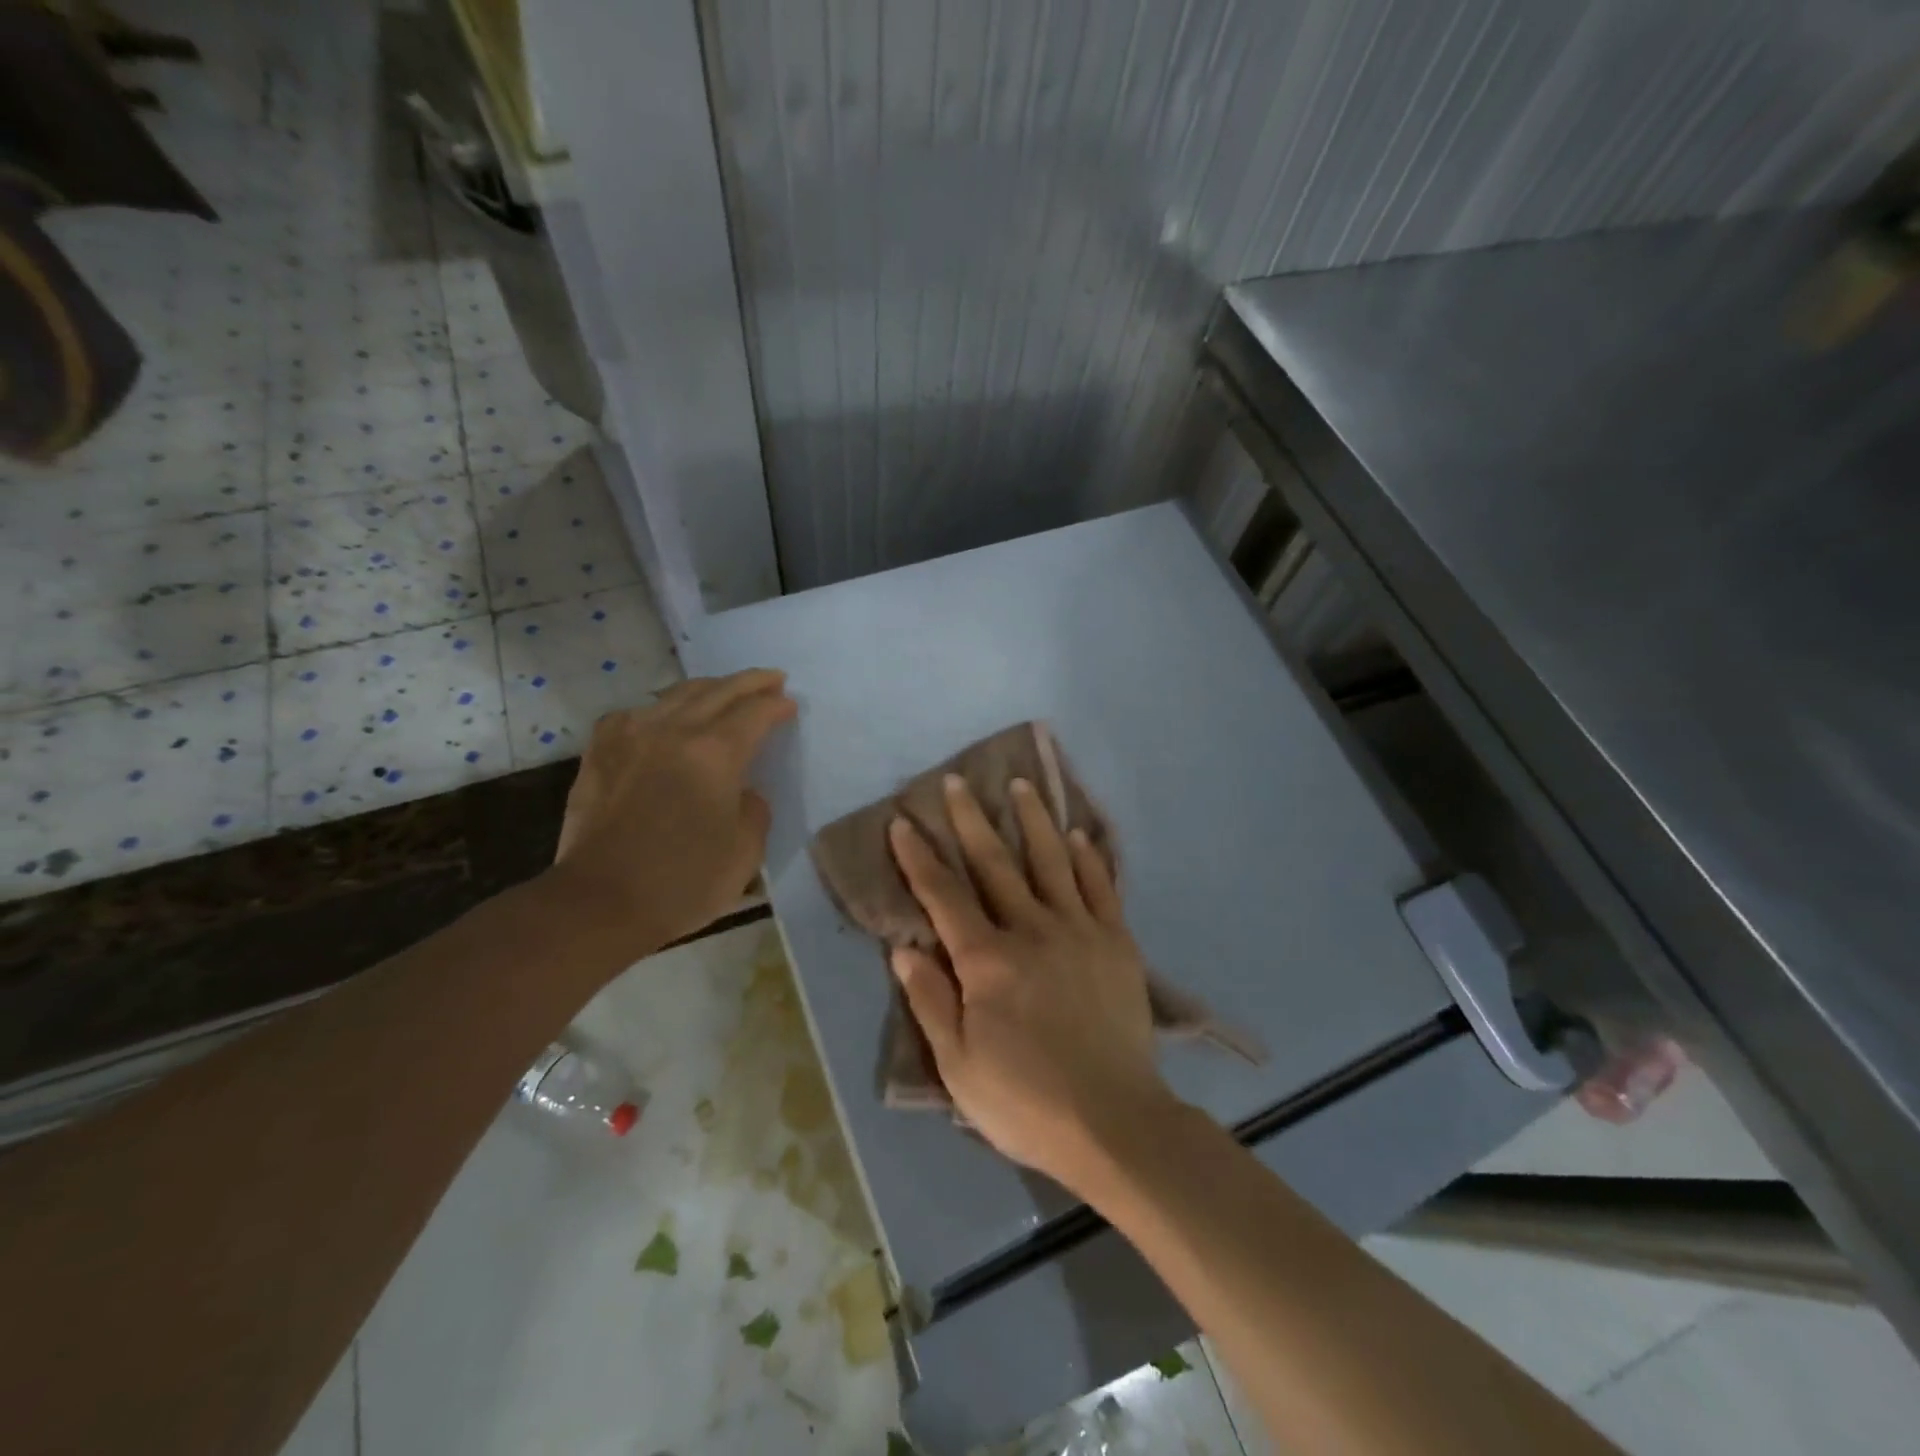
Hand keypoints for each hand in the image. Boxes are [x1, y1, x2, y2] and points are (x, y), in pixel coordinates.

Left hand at [550, 670, 795, 956]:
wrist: (599, 902)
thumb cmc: (683, 882)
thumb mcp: (746, 851)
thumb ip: (754, 809)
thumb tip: (742, 791)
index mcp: (714, 753)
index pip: (755, 713)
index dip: (777, 706)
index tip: (790, 705)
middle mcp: (673, 730)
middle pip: (719, 690)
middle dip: (750, 682)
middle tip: (772, 680)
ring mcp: (631, 735)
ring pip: (677, 694)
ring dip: (709, 688)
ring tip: (726, 692)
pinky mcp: (601, 750)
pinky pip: (637, 713)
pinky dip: (662, 708)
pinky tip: (665, 718)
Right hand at [887, 775, 1172, 1191]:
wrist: (1115, 1122)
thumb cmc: (1026, 1101)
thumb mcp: (959, 1066)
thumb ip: (931, 1002)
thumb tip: (904, 948)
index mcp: (987, 962)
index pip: (943, 897)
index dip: (919, 858)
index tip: (903, 823)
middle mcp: (1030, 931)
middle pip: (994, 864)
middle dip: (971, 820)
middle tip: (957, 782)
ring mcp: (1078, 931)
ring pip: (1051, 861)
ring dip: (1033, 819)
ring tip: (1021, 784)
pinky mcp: (1116, 942)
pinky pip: (1100, 886)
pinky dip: (1087, 857)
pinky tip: (1078, 834)